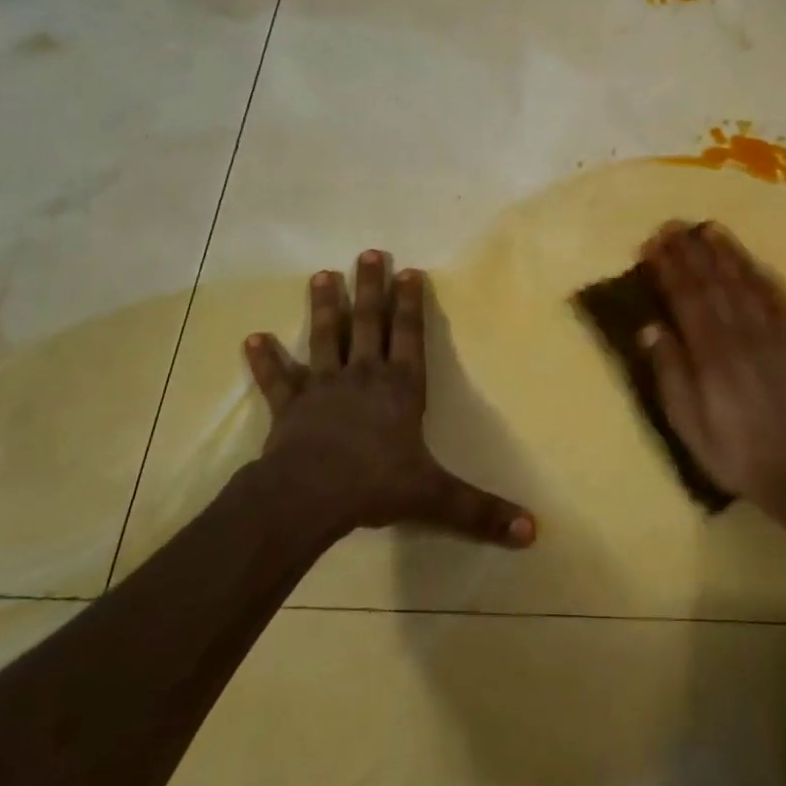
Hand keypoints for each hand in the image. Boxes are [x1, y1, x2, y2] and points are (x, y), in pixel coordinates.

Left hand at [243, 251, 536, 547]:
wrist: (309, 495)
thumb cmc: (375, 485)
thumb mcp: (435, 496)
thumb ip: (481, 511)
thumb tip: (533, 532)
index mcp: (401, 387)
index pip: (410, 335)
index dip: (411, 303)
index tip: (409, 271)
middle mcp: (364, 375)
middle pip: (369, 322)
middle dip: (371, 288)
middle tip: (368, 253)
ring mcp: (323, 386)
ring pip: (325, 337)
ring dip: (324, 306)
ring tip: (322, 275)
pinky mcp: (290, 405)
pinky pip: (277, 378)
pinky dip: (265, 359)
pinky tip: (253, 339)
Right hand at [641, 222, 785, 510]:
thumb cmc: (738, 455)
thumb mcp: (690, 426)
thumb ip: (671, 374)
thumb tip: (650, 328)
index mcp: (712, 355)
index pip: (686, 298)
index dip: (668, 268)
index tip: (652, 245)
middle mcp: (743, 334)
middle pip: (714, 282)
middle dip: (691, 251)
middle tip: (674, 226)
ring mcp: (775, 334)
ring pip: (746, 282)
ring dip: (725, 253)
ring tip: (708, 229)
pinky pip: (778, 297)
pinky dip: (760, 274)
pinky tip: (750, 261)